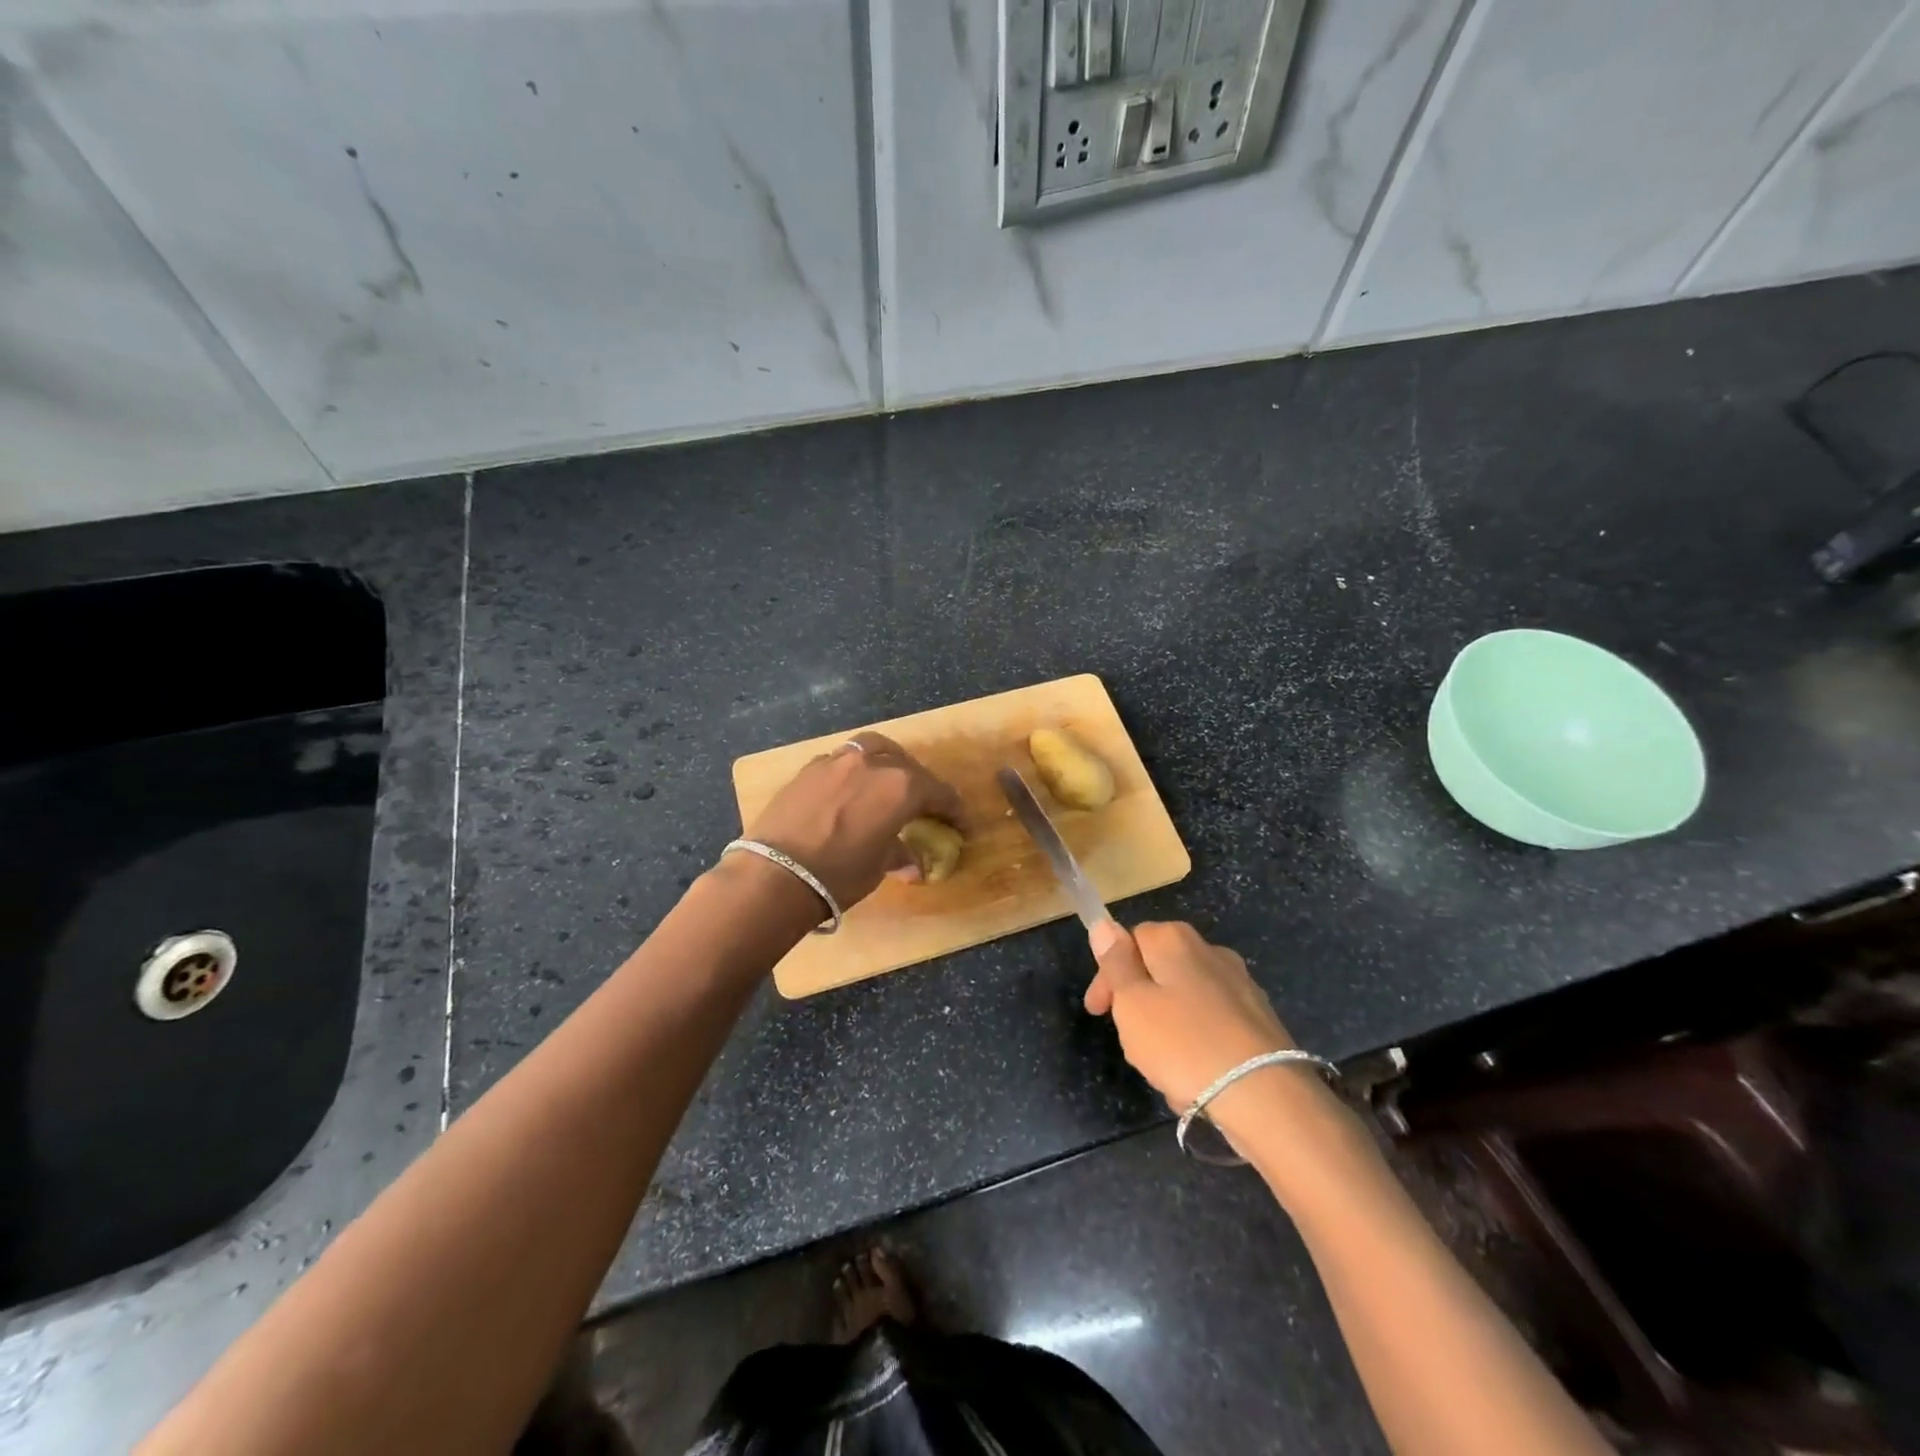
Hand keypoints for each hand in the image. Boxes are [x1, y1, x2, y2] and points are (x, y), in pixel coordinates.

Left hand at [743, 732, 961, 910]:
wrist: (775, 874)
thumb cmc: (839, 874)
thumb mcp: (878, 867)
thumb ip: (899, 855)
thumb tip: (913, 864)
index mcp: (901, 787)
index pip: (938, 793)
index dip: (953, 810)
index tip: (960, 825)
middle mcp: (873, 764)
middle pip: (907, 766)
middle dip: (921, 784)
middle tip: (925, 805)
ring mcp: (837, 761)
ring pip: (872, 749)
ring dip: (887, 763)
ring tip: (888, 780)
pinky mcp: (808, 769)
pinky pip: (841, 760)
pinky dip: (854, 770)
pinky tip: (849, 789)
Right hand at [1083, 921, 1295, 1109]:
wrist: (1266, 1097)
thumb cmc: (1183, 1044)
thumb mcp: (1132, 1003)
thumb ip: (1116, 963)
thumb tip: (1103, 924)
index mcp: (1174, 940)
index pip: (1128, 940)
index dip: (1108, 975)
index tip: (1098, 1012)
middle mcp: (1210, 951)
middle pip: (1158, 970)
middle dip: (1138, 1002)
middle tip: (1129, 1041)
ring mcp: (1240, 984)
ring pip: (1185, 1000)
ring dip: (1166, 1028)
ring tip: (1162, 1068)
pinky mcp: (1260, 1019)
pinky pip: (1213, 1025)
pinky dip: (1197, 1044)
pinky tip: (1195, 1077)